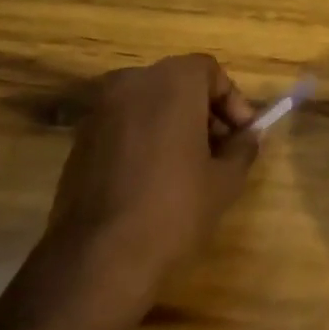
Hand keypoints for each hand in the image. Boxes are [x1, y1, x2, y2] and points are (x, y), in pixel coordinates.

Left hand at [0, 55, 259, 329]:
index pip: (209, 70)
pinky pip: (124, 125)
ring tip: (189, 168)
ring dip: (173, 124)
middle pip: (178, 82)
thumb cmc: (173, 210)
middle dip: (203, 111)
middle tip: (220, 150)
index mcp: (171, 82)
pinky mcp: (80, 138)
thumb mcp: (225, 181)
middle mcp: (132, 82)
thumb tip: (248, 136)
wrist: (98, 259)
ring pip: (149, 103)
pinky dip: (144, 138)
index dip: (232, 100)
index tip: (242, 135)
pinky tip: (154, 179)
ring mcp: (101, 109)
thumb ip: (242, 148)